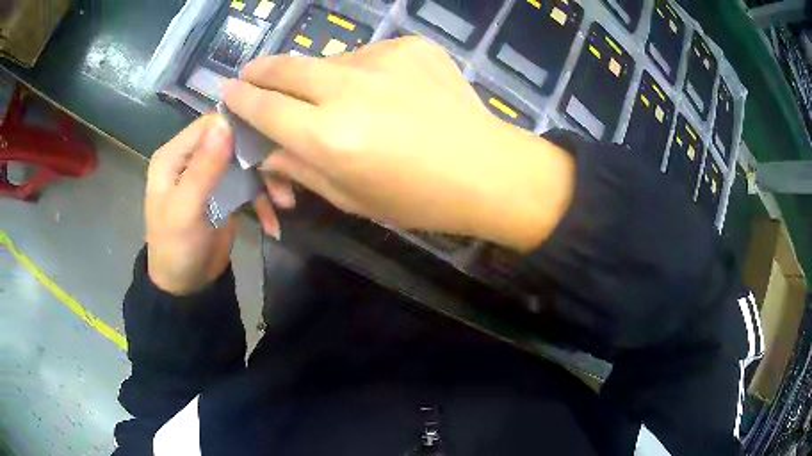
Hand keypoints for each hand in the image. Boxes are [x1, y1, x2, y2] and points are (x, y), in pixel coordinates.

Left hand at [145, 115, 281, 294]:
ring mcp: (211, 175)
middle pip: (233, 141)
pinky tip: (273, 224)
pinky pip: (250, 185)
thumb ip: (203, 168)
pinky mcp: (226, 192)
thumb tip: (224, 122)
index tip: (268, 138)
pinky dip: (263, 202)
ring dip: (268, 181)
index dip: (237, 126)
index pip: (209, 124)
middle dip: (259, 159)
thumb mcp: (186, 210)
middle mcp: (193, 158)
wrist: (186, 287)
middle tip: (284, 179)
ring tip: (285, 203)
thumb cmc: (177, 248)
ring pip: (246, 162)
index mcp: (174, 156)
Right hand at [225, 37, 574, 251]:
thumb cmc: (419, 199)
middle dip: (261, 71)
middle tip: (252, 75)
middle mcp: (348, 89)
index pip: (264, 107)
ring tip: (335, 98)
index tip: (228, 91)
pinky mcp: (410, 46)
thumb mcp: (351, 197)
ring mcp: (383, 59)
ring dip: (317, 77)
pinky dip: (361, 73)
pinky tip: (383, 93)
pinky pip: (367, 57)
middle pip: (285, 68)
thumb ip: (299, 168)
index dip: (241, 99)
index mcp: (329, 137)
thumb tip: (264, 149)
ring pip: (327, 61)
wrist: (489, 170)